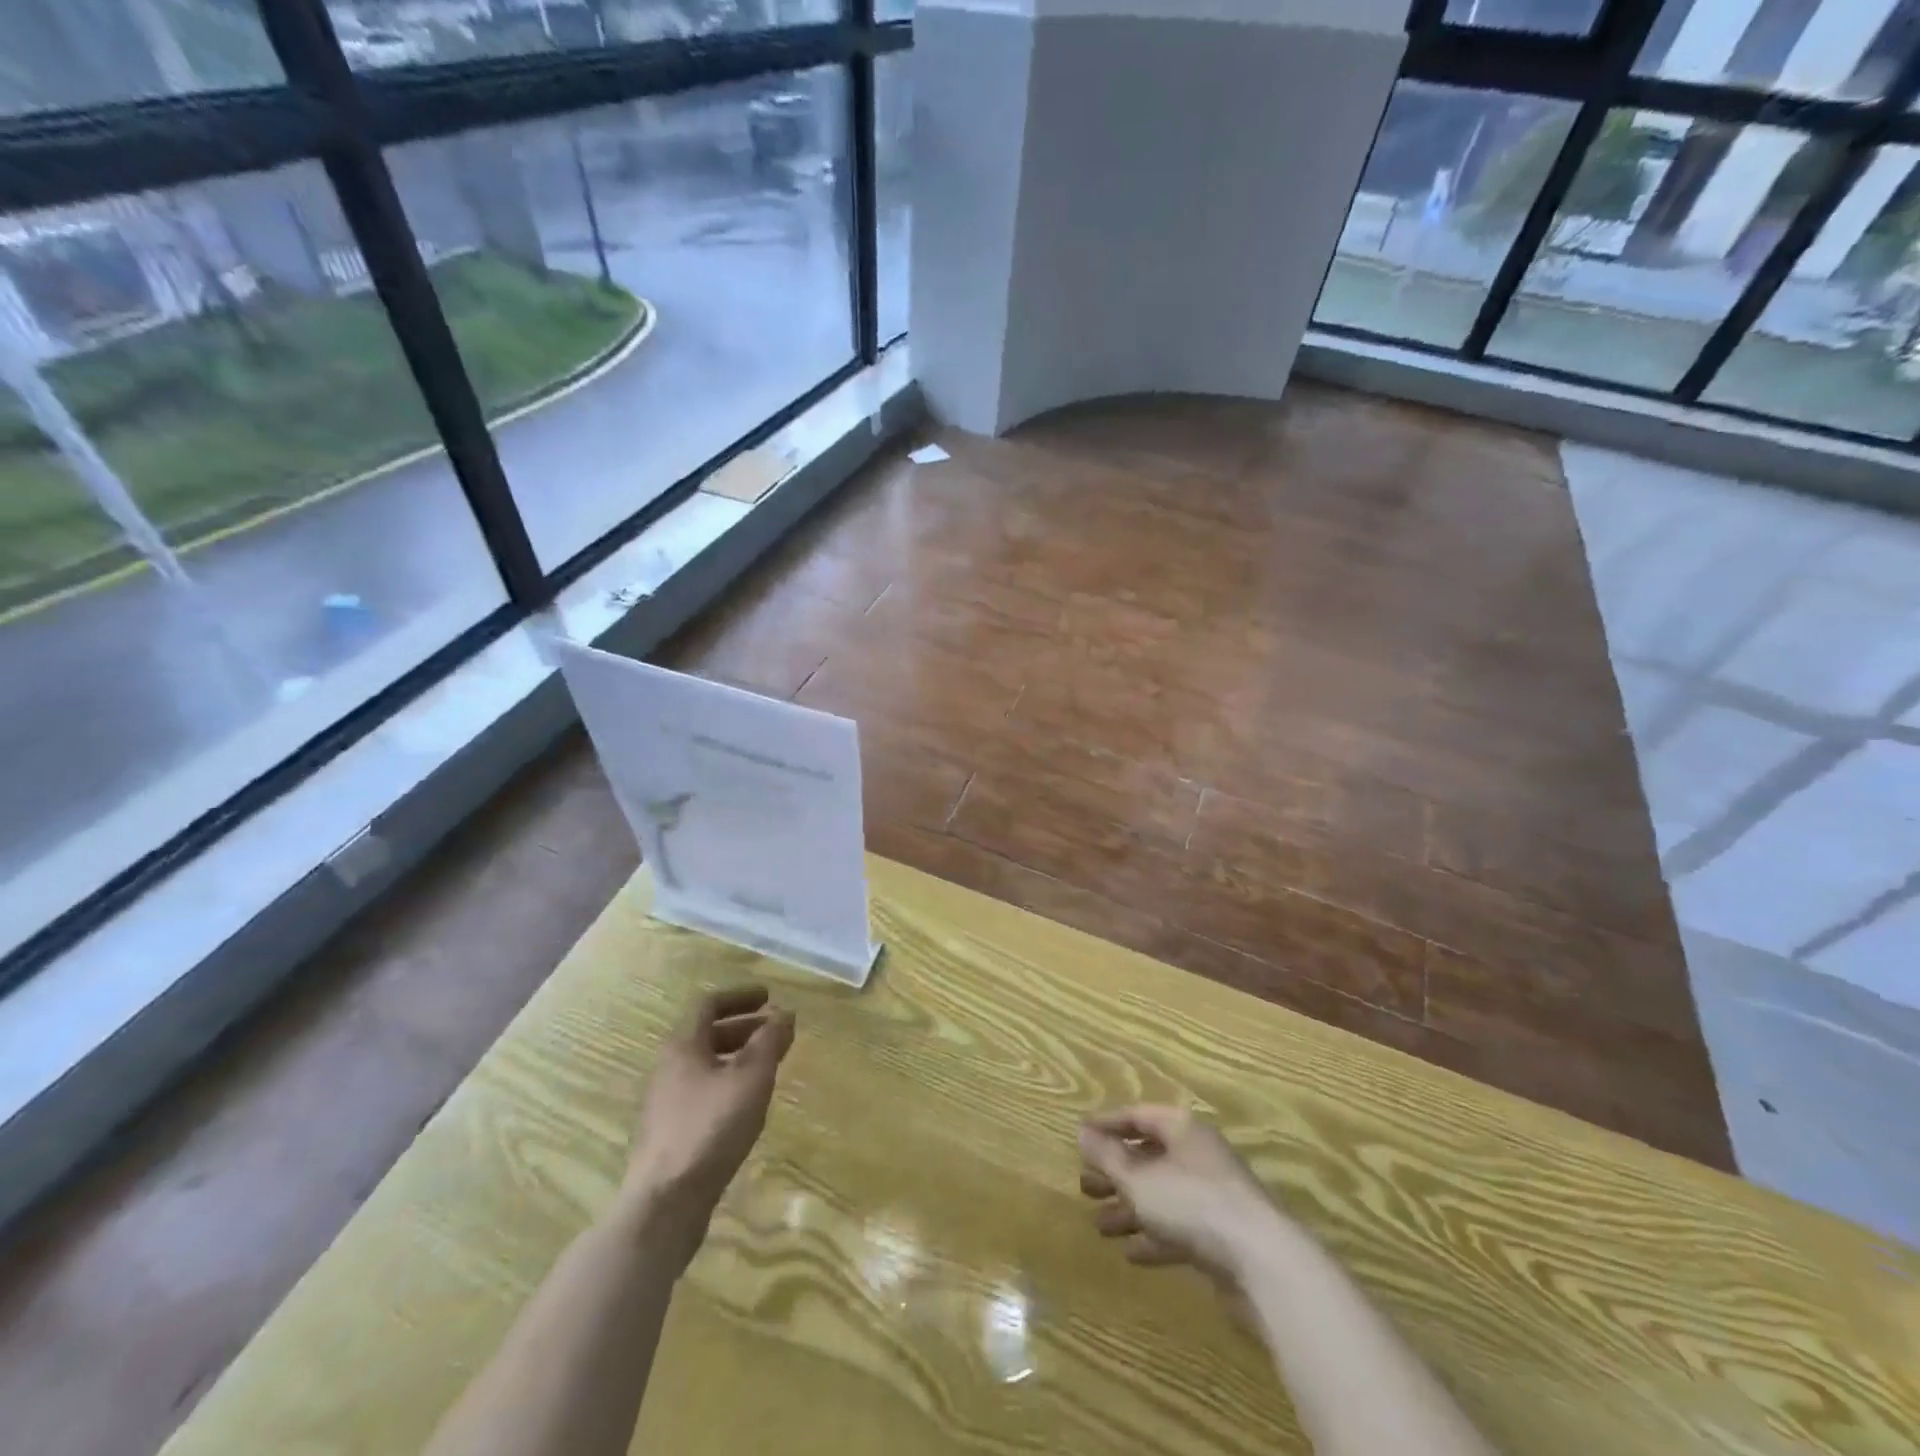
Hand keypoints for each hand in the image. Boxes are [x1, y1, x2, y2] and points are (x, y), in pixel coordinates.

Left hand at [622, 986, 794, 1264]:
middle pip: (708, 1035)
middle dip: (744, 1028)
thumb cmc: (711, 1128)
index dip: (740, 996)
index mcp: (683, 1046)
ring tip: (768, 1068)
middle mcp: (669, 1067)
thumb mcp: (751, 1078)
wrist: (664, 1203)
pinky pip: (704, 1092)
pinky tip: (748, 1106)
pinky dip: (729, 1084)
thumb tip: (785, 1013)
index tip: (768, 996)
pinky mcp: (671, 1133)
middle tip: (775, 1033)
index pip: (709, 1004)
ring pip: (707, 1066)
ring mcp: (667, 1102)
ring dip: (738, 1058)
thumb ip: (770, 1041)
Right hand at [1078, 1105, 1276, 1278]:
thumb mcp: (1138, 1179)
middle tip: (1085, 1187)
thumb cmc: (1191, 1203)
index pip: (1138, 1116)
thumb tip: (1082, 1133)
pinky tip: (1131, 1254)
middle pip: (1149, 1157)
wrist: (1262, 1263)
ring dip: (1131, 1209)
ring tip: (1099, 1226)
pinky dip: (1155, 1236)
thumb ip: (1108, 1156)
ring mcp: (1213, 1196)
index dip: (1107, 1125)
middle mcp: (1199, 1155)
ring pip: (1162, 1196)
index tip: (1079, 1137)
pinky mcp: (1222, 1236)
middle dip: (1116, 1173)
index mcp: (1182, 1129)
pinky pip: (1180, 1228)